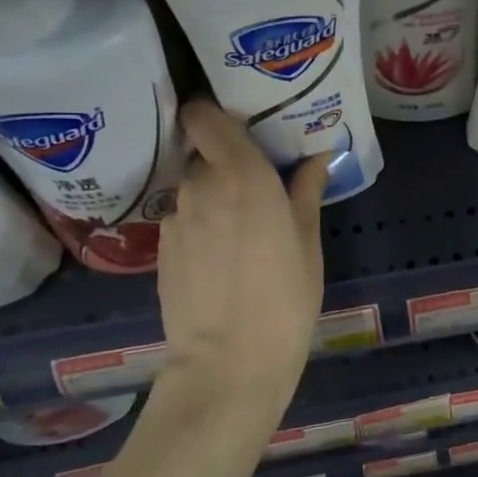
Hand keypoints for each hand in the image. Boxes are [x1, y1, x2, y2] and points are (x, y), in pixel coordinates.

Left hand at [155, 100, 328, 419]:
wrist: (228, 364)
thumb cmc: (285, 298)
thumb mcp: (307, 242)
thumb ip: (306, 191)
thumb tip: (317, 156)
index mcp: (243, 174)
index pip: (204, 115)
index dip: (215, 113)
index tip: (241, 124)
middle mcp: (201, 186)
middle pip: (204, 152)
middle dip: (227, 161)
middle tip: (256, 182)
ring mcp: (175, 218)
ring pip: (194, 188)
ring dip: (214, 196)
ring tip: (241, 228)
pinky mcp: (160, 249)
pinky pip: (184, 220)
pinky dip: (201, 225)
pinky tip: (220, 258)